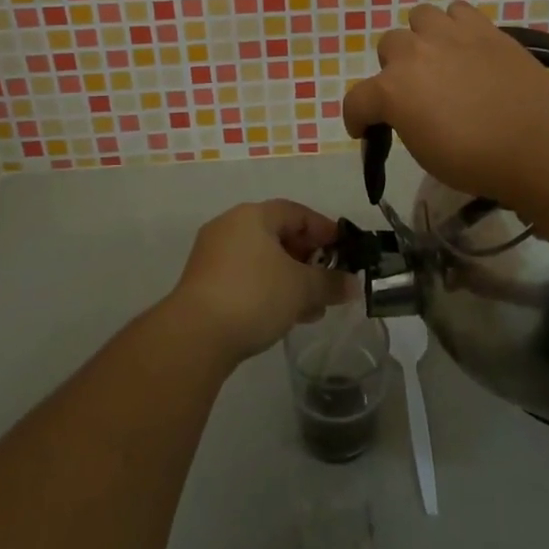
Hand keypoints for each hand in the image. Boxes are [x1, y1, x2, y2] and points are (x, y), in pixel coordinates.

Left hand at [170, 200, 351, 364]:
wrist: (195, 335)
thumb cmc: (254, 295)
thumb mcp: (302, 288)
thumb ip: (331, 283)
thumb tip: (354, 284)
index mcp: (253, 215)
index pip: (296, 212)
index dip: (324, 229)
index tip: (345, 250)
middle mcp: (230, 226)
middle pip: (278, 234)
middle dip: (308, 258)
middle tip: (329, 279)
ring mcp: (213, 255)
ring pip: (262, 259)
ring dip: (290, 278)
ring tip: (313, 306)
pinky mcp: (204, 283)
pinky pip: (246, 276)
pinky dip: (269, 288)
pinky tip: (285, 315)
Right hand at [341, 2, 548, 204]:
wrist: (538, 141)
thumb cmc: (477, 160)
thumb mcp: (426, 154)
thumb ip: (406, 123)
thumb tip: (409, 113)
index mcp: (392, 90)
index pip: (357, 101)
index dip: (357, 118)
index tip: (365, 130)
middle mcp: (412, 53)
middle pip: (387, 46)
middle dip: (394, 68)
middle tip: (414, 91)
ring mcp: (448, 34)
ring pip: (420, 17)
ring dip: (423, 37)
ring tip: (439, 58)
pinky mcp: (482, 27)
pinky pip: (457, 12)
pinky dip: (456, 26)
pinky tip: (466, 46)